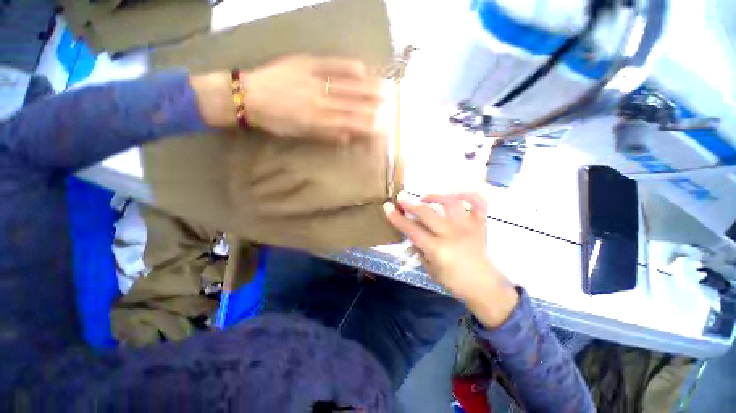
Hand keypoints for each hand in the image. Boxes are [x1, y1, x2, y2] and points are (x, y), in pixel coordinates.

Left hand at [242, 55, 382, 142]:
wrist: (250, 96)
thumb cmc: (276, 121)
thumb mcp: (300, 134)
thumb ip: (325, 135)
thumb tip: (348, 136)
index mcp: (318, 120)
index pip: (350, 123)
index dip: (367, 125)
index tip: (382, 127)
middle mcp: (320, 101)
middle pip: (353, 105)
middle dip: (374, 107)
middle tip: (391, 107)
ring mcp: (314, 80)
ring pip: (347, 86)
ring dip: (368, 88)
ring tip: (386, 89)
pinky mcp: (306, 63)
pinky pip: (331, 64)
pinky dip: (348, 66)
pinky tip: (362, 68)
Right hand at [383, 193, 518, 327]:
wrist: (485, 287)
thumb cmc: (454, 282)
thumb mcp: (430, 269)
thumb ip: (419, 249)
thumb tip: (411, 232)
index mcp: (438, 250)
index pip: (412, 230)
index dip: (397, 218)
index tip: (387, 206)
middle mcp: (452, 235)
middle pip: (428, 213)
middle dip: (411, 203)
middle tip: (401, 197)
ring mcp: (468, 227)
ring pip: (451, 203)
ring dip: (435, 196)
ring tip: (426, 197)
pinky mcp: (481, 224)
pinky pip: (478, 203)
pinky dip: (468, 194)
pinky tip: (455, 194)